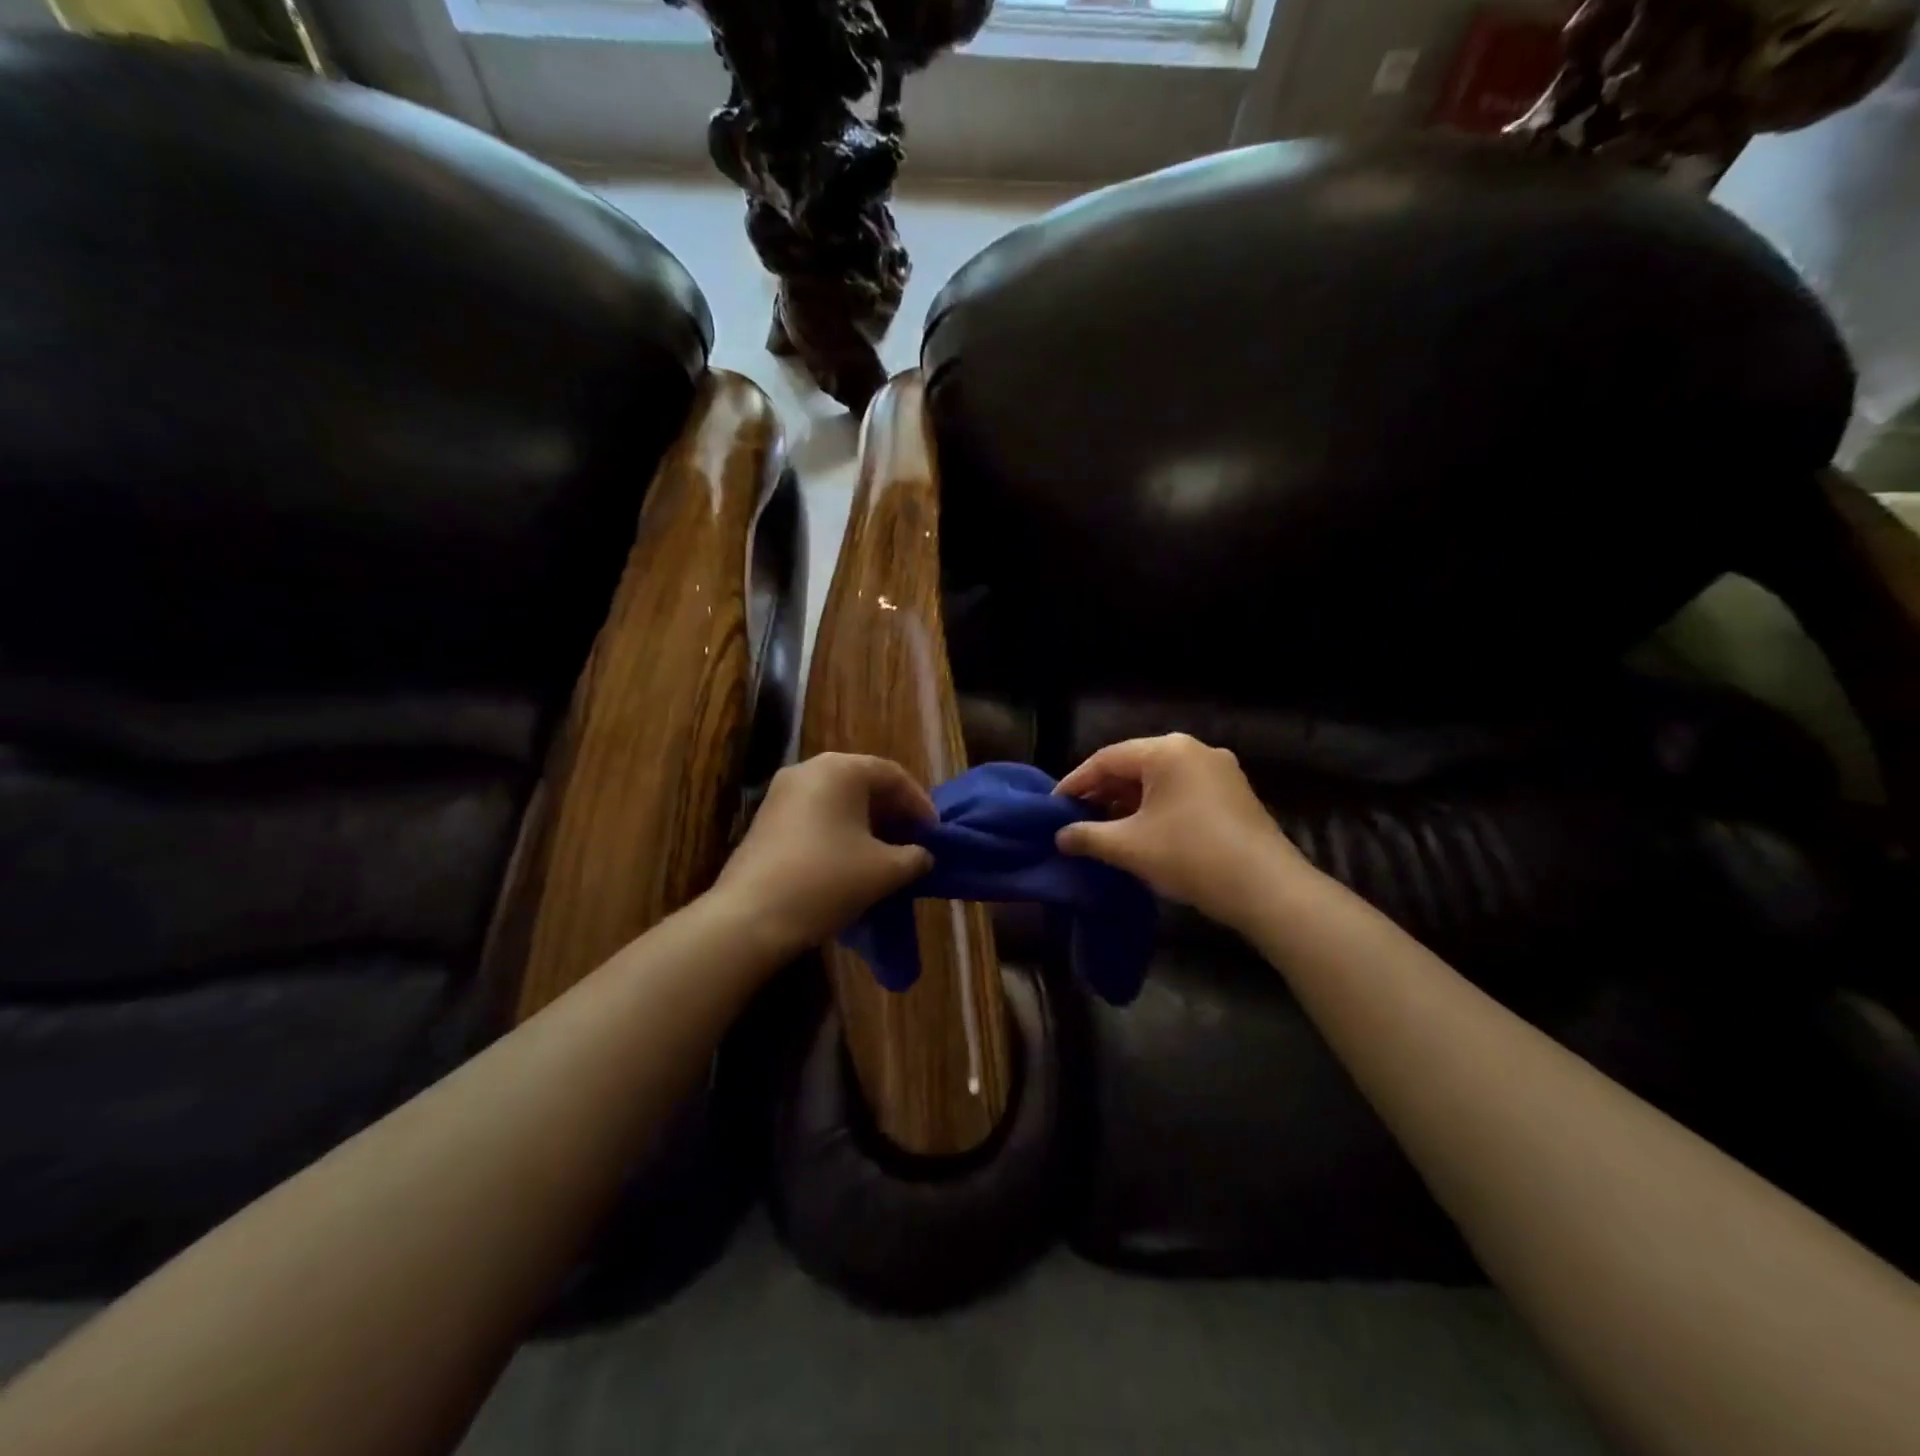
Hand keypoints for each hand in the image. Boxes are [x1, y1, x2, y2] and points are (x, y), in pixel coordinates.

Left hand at [712, 753, 935, 956]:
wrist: (751, 917)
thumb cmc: (827, 881)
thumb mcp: (885, 870)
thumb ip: (914, 857)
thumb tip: (921, 855)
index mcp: (841, 769)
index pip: (893, 775)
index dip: (920, 804)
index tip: (935, 834)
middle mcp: (809, 769)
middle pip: (863, 783)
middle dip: (892, 813)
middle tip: (913, 842)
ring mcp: (782, 793)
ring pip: (838, 800)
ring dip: (866, 824)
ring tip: (886, 855)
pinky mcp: (766, 820)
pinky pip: (815, 815)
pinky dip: (839, 832)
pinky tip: (850, 863)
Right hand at [1055, 733, 1305, 928]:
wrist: (1267, 889)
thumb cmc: (1190, 856)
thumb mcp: (1129, 847)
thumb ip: (1087, 836)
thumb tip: (1059, 837)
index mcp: (1167, 751)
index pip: (1106, 759)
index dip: (1075, 782)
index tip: (1053, 806)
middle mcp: (1194, 750)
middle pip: (1134, 766)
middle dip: (1102, 793)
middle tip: (1075, 818)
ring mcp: (1219, 771)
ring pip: (1159, 780)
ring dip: (1128, 802)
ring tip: (1103, 828)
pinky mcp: (1233, 794)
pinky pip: (1182, 792)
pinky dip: (1156, 808)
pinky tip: (1141, 832)